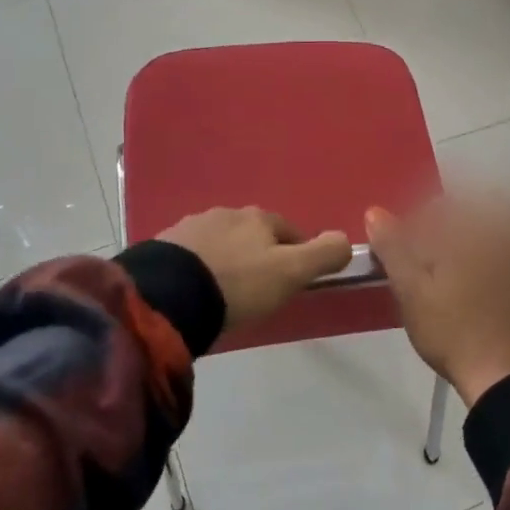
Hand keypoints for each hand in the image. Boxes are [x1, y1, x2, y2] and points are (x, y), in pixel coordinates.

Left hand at [158, 207, 352, 333]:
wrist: (168, 296)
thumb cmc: (238, 284)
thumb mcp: (291, 273)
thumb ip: (323, 255)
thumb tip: (346, 239)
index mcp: (259, 218)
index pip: (289, 231)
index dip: (296, 254)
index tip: (293, 280)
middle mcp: (226, 213)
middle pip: (252, 233)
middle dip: (258, 254)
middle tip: (258, 288)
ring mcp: (191, 227)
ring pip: (220, 242)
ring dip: (227, 259)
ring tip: (224, 291)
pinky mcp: (163, 245)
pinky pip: (191, 255)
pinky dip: (199, 267)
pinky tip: (196, 290)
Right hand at [365, 193, 509, 407]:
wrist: (502, 380)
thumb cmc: (453, 331)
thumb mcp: (412, 291)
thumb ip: (394, 248)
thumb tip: (376, 212)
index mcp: (476, 231)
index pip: (446, 206)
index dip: (423, 220)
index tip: (409, 241)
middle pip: (488, 206)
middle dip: (461, 216)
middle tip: (441, 246)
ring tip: (486, 235)